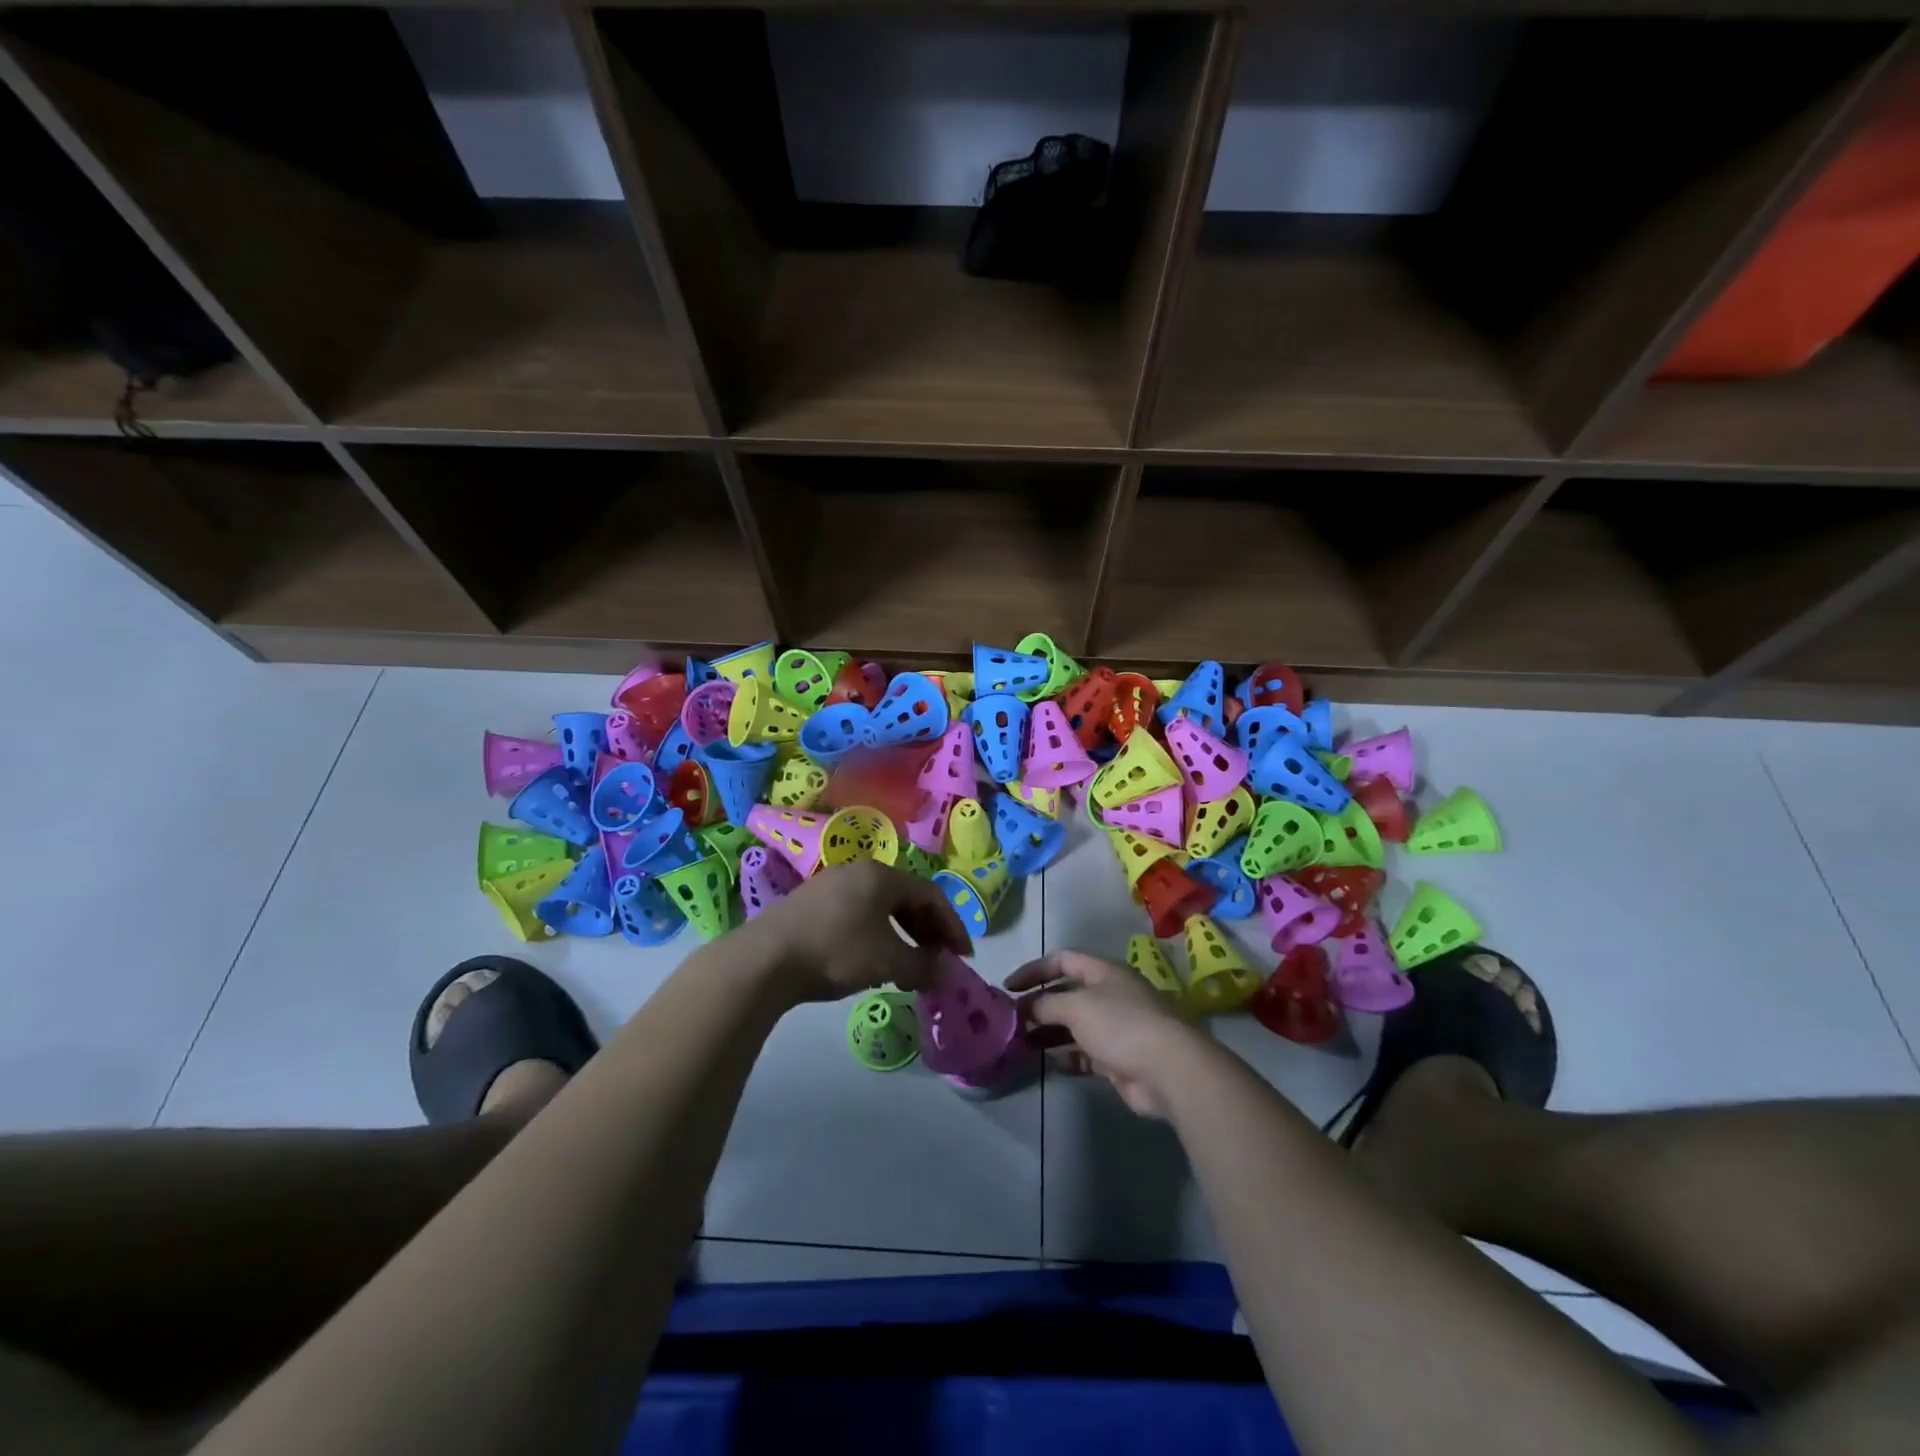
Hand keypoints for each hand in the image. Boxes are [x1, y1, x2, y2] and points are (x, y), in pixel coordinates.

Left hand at [742, 860, 973, 1004]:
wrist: (764, 960)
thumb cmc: (836, 951)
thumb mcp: (887, 960)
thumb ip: (923, 965)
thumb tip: (947, 974)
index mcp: (882, 875)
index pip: (931, 895)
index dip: (952, 926)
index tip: (963, 956)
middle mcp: (858, 872)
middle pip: (905, 898)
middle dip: (927, 932)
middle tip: (937, 961)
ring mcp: (830, 886)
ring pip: (880, 908)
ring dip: (901, 937)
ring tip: (906, 968)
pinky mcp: (809, 905)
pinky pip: (856, 915)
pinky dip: (875, 937)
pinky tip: (871, 963)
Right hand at [1005, 950, 1202, 1117]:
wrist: (1168, 1070)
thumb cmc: (1120, 1024)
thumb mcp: (1076, 1006)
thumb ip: (1046, 1004)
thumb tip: (1025, 1008)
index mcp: (1103, 971)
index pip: (1062, 960)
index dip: (1034, 970)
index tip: (1008, 988)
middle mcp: (1109, 994)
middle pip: (1066, 993)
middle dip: (1038, 1005)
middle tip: (1010, 1020)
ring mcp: (1115, 1027)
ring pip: (1073, 1025)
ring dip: (1048, 1033)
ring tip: (1021, 1043)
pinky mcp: (1118, 1058)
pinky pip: (1084, 1053)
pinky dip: (1065, 1057)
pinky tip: (1047, 1063)